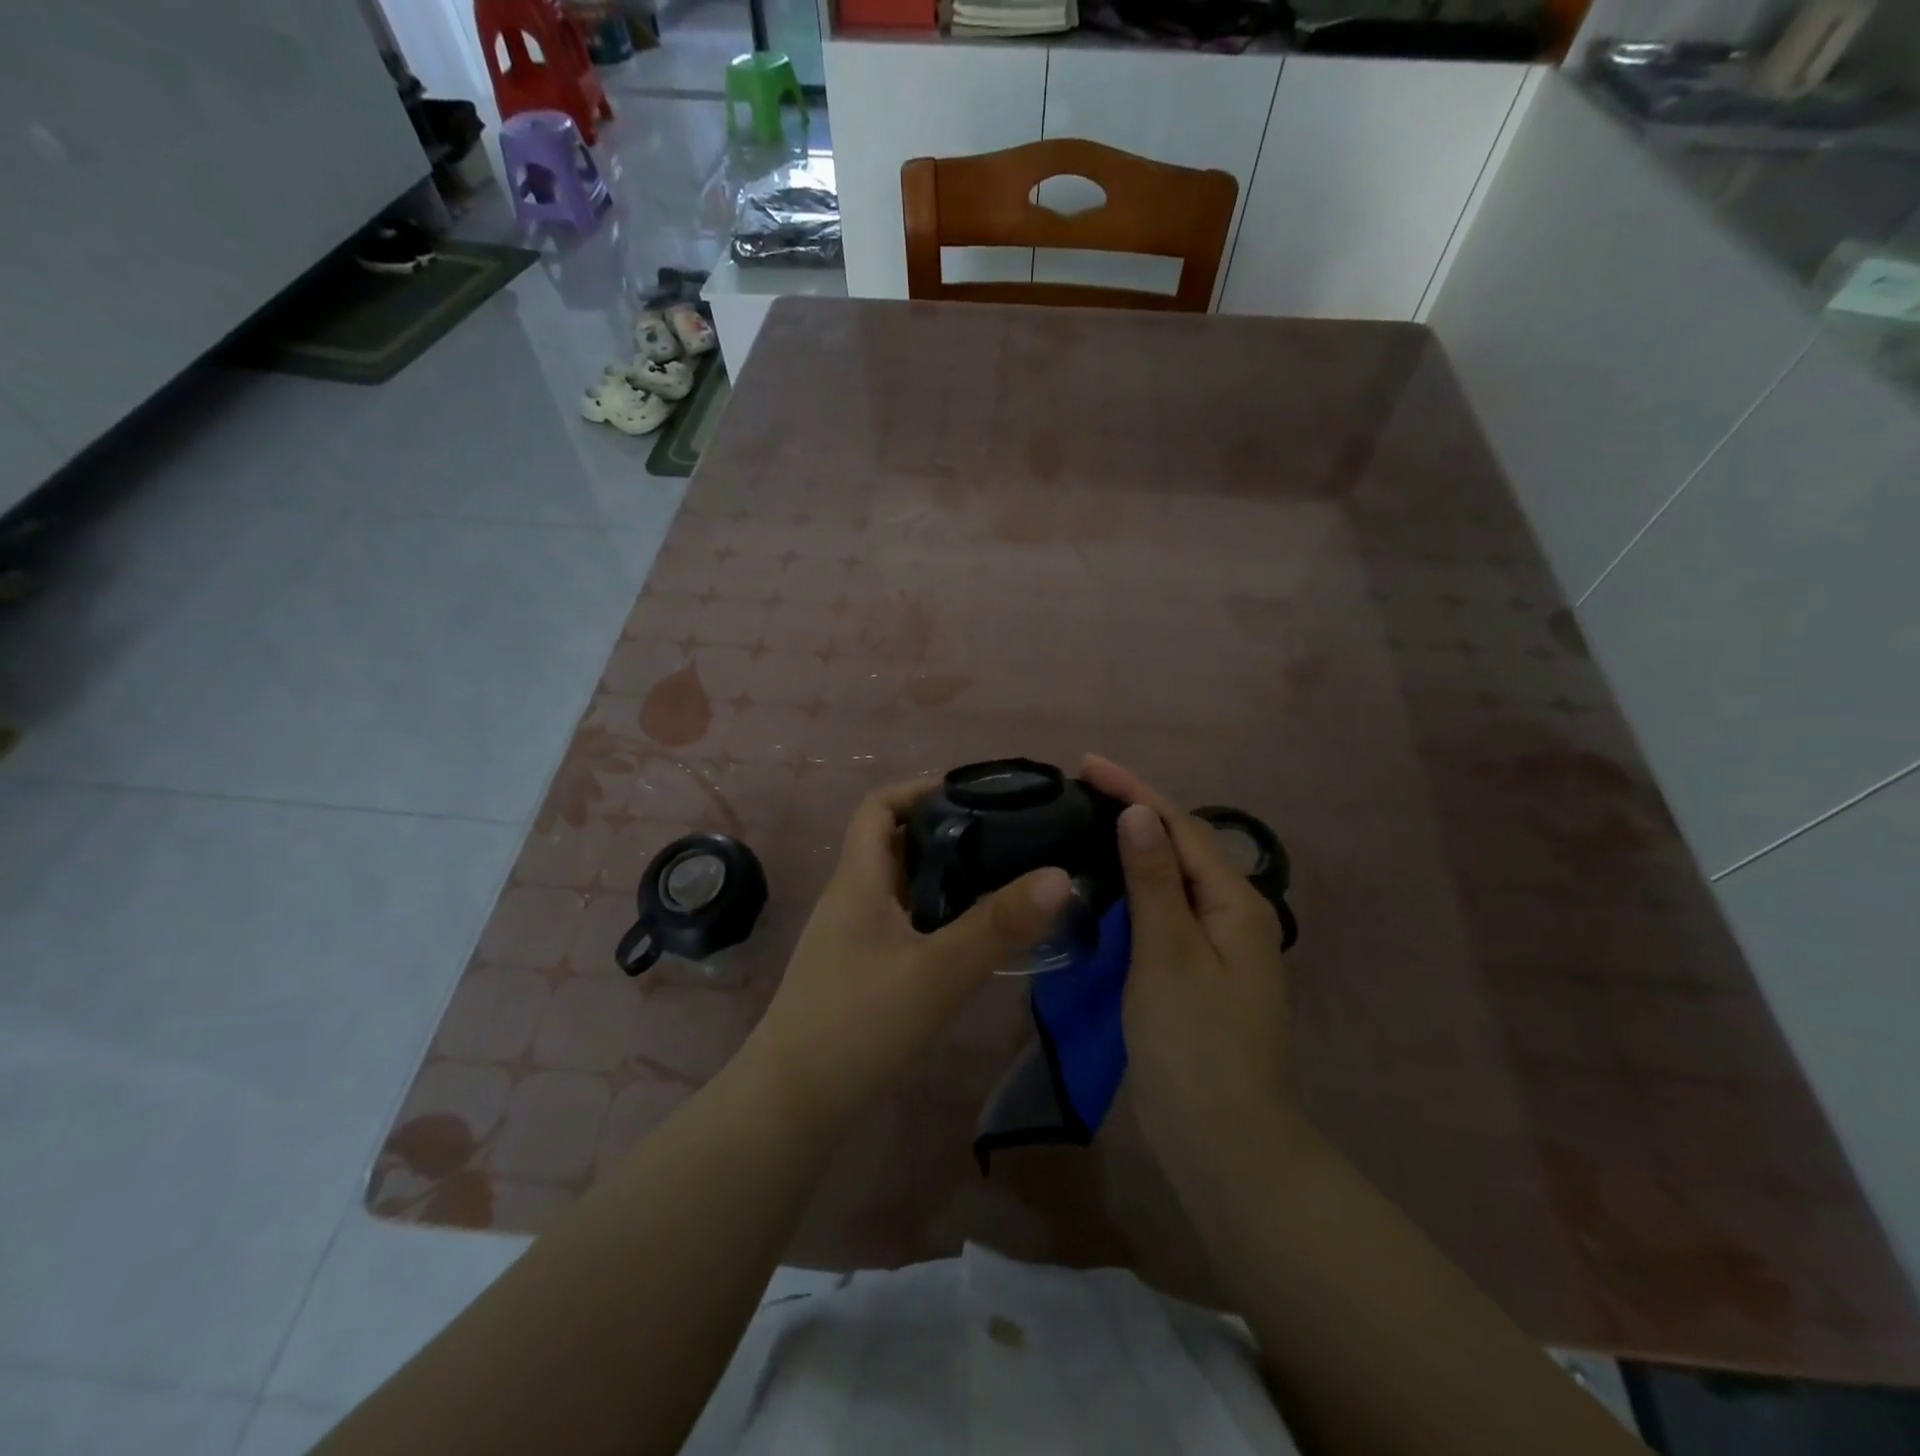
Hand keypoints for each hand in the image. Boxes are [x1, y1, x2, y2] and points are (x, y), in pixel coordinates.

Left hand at [744, 778, 1071, 1132]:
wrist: (792, 1105)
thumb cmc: (857, 1024)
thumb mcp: (936, 972)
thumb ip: (998, 925)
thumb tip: (1060, 875)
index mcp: (859, 879)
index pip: (879, 805)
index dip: (921, 788)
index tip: (974, 795)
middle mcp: (851, 897)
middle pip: (894, 840)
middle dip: (945, 830)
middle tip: (1004, 837)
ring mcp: (851, 935)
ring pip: (900, 883)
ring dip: (942, 873)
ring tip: (999, 877)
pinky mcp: (858, 967)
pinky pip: (900, 919)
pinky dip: (934, 912)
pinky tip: (968, 935)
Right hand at [1079, 755, 1298, 1168]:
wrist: (1224, 1140)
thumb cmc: (1195, 1045)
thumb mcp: (1168, 955)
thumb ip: (1153, 881)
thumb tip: (1139, 812)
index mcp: (1235, 902)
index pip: (1180, 826)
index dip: (1134, 790)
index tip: (1086, 763)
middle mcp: (1232, 913)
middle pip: (1181, 844)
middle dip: (1135, 809)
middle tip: (1081, 787)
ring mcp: (1217, 944)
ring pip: (1171, 876)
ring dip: (1133, 843)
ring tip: (1088, 819)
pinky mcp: (1196, 969)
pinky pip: (1164, 908)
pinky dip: (1134, 884)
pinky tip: (1107, 881)